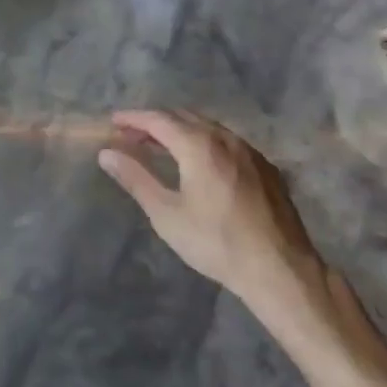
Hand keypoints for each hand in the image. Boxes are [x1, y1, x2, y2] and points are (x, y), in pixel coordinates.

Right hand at [100, 110, 324, 303]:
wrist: (280, 269)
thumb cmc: (216, 242)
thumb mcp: (167, 214)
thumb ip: (136, 178)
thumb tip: (106, 154)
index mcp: (199, 144)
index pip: (158, 119)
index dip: (133, 118)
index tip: (113, 121)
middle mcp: (225, 138)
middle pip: (183, 117)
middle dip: (155, 122)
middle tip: (132, 136)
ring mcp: (249, 151)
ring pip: (207, 127)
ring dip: (180, 130)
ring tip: (161, 146)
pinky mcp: (266, 167)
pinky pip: (227, 142)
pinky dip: (204, 142)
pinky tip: (200, 163)